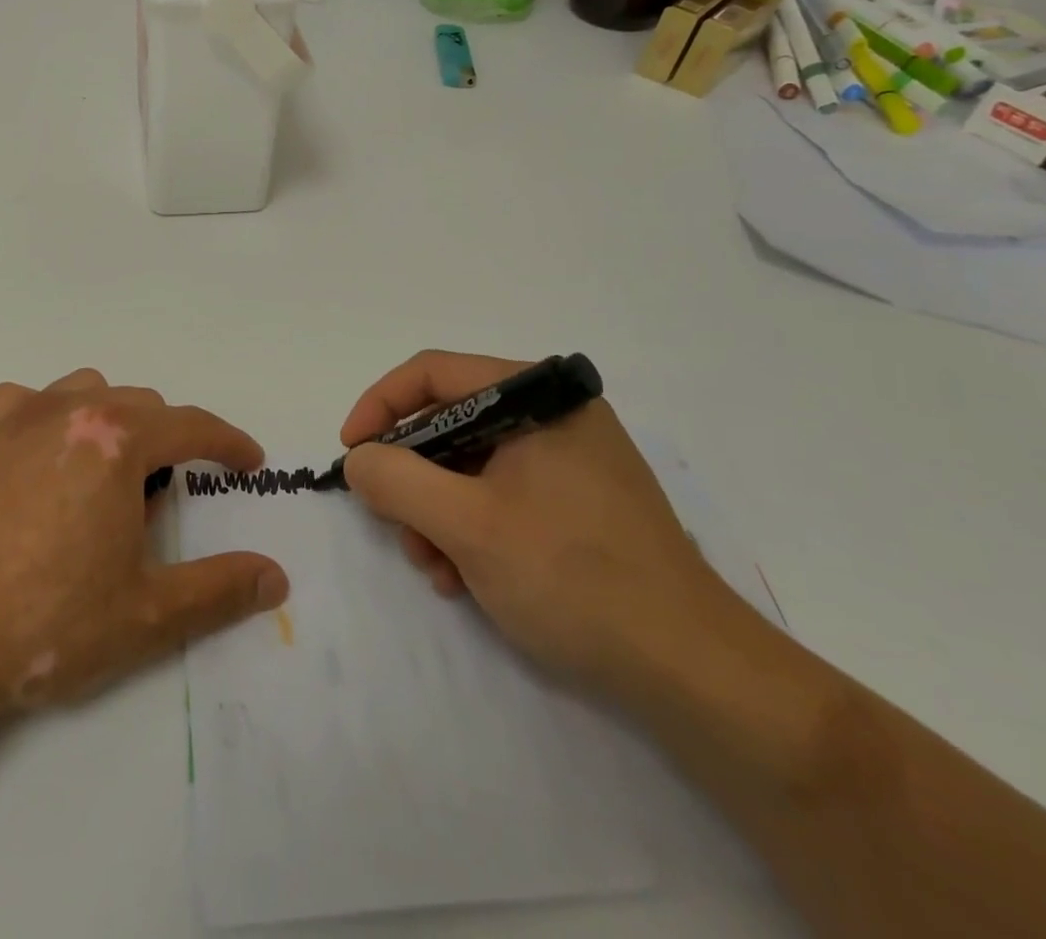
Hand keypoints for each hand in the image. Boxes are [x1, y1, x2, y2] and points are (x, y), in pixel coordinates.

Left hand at [0, 369, 288, 724]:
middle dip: (169, 442)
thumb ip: (219, 590)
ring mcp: (21, 418)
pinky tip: (46, 454)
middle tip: (164, 503)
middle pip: (143, 405)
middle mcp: (72, 411)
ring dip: (115, 421)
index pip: (191, 426)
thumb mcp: (146, 615)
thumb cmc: (46, 622)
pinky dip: (51, 415)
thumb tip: (277, 577)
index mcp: (117, 441)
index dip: (228, 443)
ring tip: (111, 475)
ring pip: (91, 391)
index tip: (250, 462)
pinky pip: (30, 401)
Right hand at [340, 351, 739, 698]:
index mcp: (538, 398)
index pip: (434, 373)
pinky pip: (500, 495)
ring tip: (436, 569)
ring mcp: (568, 461)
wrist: (693, 673)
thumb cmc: (575, 579)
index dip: (381, 406)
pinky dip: (469, 529)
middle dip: (412, 477)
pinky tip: (465, 578)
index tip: (352, 453)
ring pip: (469, 465)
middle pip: (450, 423)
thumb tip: (359, 460)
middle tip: (393, 526)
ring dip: (436, 513)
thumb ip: (398, 480)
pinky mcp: (576, 503)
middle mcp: (554, 417)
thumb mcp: (468, 526)